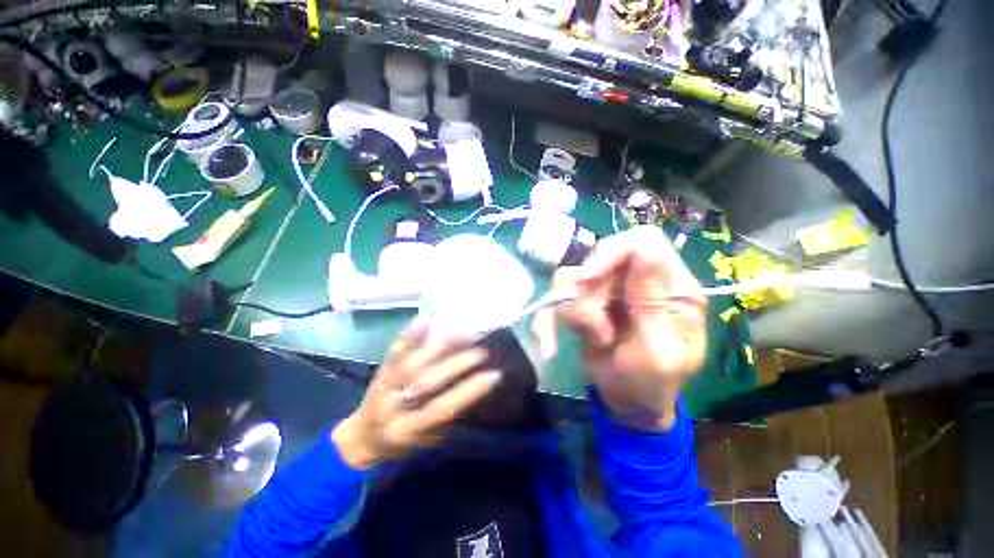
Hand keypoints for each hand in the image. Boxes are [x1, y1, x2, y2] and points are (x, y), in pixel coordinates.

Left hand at [332, 325, 501, 469]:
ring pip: (412, 360)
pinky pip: (396, 348)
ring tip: (464, 332)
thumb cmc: (402, 443)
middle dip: (458, 364)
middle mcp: (392, 406)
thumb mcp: (428, 440)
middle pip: (427, 380)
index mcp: (406, 430)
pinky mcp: (380, 369)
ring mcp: (383, 384)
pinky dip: (412, 333)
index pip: (442, 407)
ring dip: (440, 345)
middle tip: (483, 352)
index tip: (495, 375)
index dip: (469, 391)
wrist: (362, 437)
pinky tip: (427, 318)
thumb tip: (476, 385)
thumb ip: (449, 414)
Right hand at [534, 226, 706, 430]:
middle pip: (601, 257)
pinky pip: (559, 295)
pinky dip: (553, 318)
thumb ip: (652, 302)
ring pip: (574, 276)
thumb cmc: (651, 383)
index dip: (613, 252)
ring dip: (576, 312)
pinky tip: (552, 343)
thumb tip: (646, 248)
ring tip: (595, 339)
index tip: (588, 280)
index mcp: (672, 286)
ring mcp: (610, 288)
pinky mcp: (586, 299)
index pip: (644, 241)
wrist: (626, 401)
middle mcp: (639, 279)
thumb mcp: (658, 350)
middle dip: (590, 295)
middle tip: (598, 332)